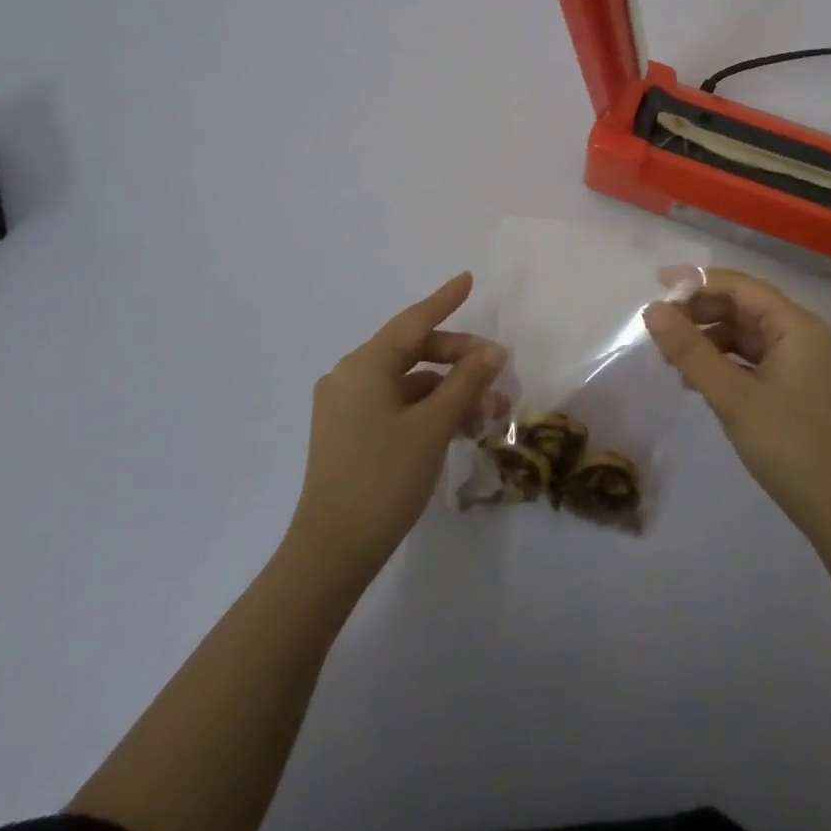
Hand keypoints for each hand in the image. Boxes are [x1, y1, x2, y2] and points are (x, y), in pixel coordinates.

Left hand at [289, 272, 504, 585]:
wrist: (332, 551)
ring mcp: (346, 406)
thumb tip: (494, 350)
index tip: (468, 279)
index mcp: (364, 366)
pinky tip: (460, 427)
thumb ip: (466, 382)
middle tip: (498, 371)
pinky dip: (428, 409)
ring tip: (489, 411)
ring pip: (408, 382)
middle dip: (458, 358)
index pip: (413, 321)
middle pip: (413, 351)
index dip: (445, 299)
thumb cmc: (384, 479)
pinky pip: (396, 404)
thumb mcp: (433, 426)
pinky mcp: (348, 432)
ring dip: (449, 390)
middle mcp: (349, 377)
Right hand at [643, 267, 830, 544]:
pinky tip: (695, 379)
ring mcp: (798, 360)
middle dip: (701, 311)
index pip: (741, 286)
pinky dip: (722, 360)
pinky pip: (750, 357)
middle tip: (659, 327)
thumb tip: (652, 310)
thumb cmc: (789, 446)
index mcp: (796, 326)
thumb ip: (691, 351)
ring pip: (745, 332)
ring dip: (708, 338)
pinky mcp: (792, 384)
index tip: (657, 285)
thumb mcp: (733, 397)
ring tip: (671, 357)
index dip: (698, 281)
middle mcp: (801, 334)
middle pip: (743, 306)